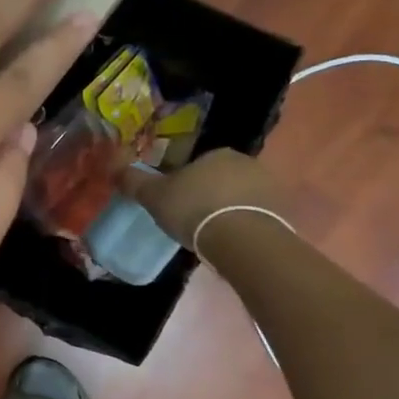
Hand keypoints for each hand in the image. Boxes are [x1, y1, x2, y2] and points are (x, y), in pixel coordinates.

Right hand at [124, 149, 287, 251]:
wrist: (243, 240)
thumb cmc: (194, 209)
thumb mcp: (155, 196)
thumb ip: (134, 181)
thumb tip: (114, 168)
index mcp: (217, 154)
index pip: (198, 163)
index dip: (184, 181)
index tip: (176, 201)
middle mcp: (247, 163)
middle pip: (221, 178)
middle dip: (209, 195)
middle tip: (192, 219)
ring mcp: (270, 188)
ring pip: (241, 197)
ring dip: (229, 210)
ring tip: (213, 235)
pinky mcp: (284, 214)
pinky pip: (257, 217)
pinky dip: (245, 227)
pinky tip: (233, 243)